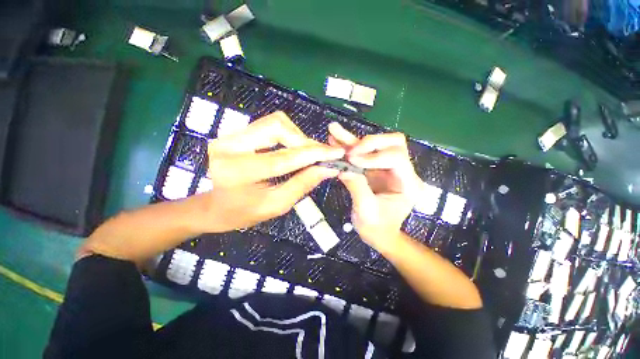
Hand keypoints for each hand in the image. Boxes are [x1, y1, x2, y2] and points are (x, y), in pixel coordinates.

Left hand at [200, 112, 344, 232]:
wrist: (217, 206)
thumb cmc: (245, 212)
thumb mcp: (277, 204)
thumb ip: (303, 184)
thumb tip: (327, 169)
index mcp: (238, 172)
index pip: (284, 158)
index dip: (313, 154)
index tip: (336, 153)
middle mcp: (229, 146)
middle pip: (278, 127)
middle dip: (304, 141)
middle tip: (320, 155)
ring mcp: (230, 135)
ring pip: (275, 122)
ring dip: (297, 136)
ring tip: (307, 153)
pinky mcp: (235, 132)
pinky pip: (269, 125)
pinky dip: (288, 135)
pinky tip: (293, 148)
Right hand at [328, 123, 421, 252]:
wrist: (378, 234)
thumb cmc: (377, 228)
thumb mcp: (366, 212)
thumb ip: (357, 188)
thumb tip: (343, 168)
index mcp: (408, 184)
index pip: (397, 158)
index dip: (374, 156)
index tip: (352, 160)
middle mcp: (401, 171)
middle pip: (393, 143)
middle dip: (369, 143)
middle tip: (350, 151)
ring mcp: (387, 168)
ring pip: (375, 144)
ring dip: (354, 139)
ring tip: (334, 131)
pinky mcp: (374, 168)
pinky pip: (363, 153)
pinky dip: (349, 145)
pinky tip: (335, 138)